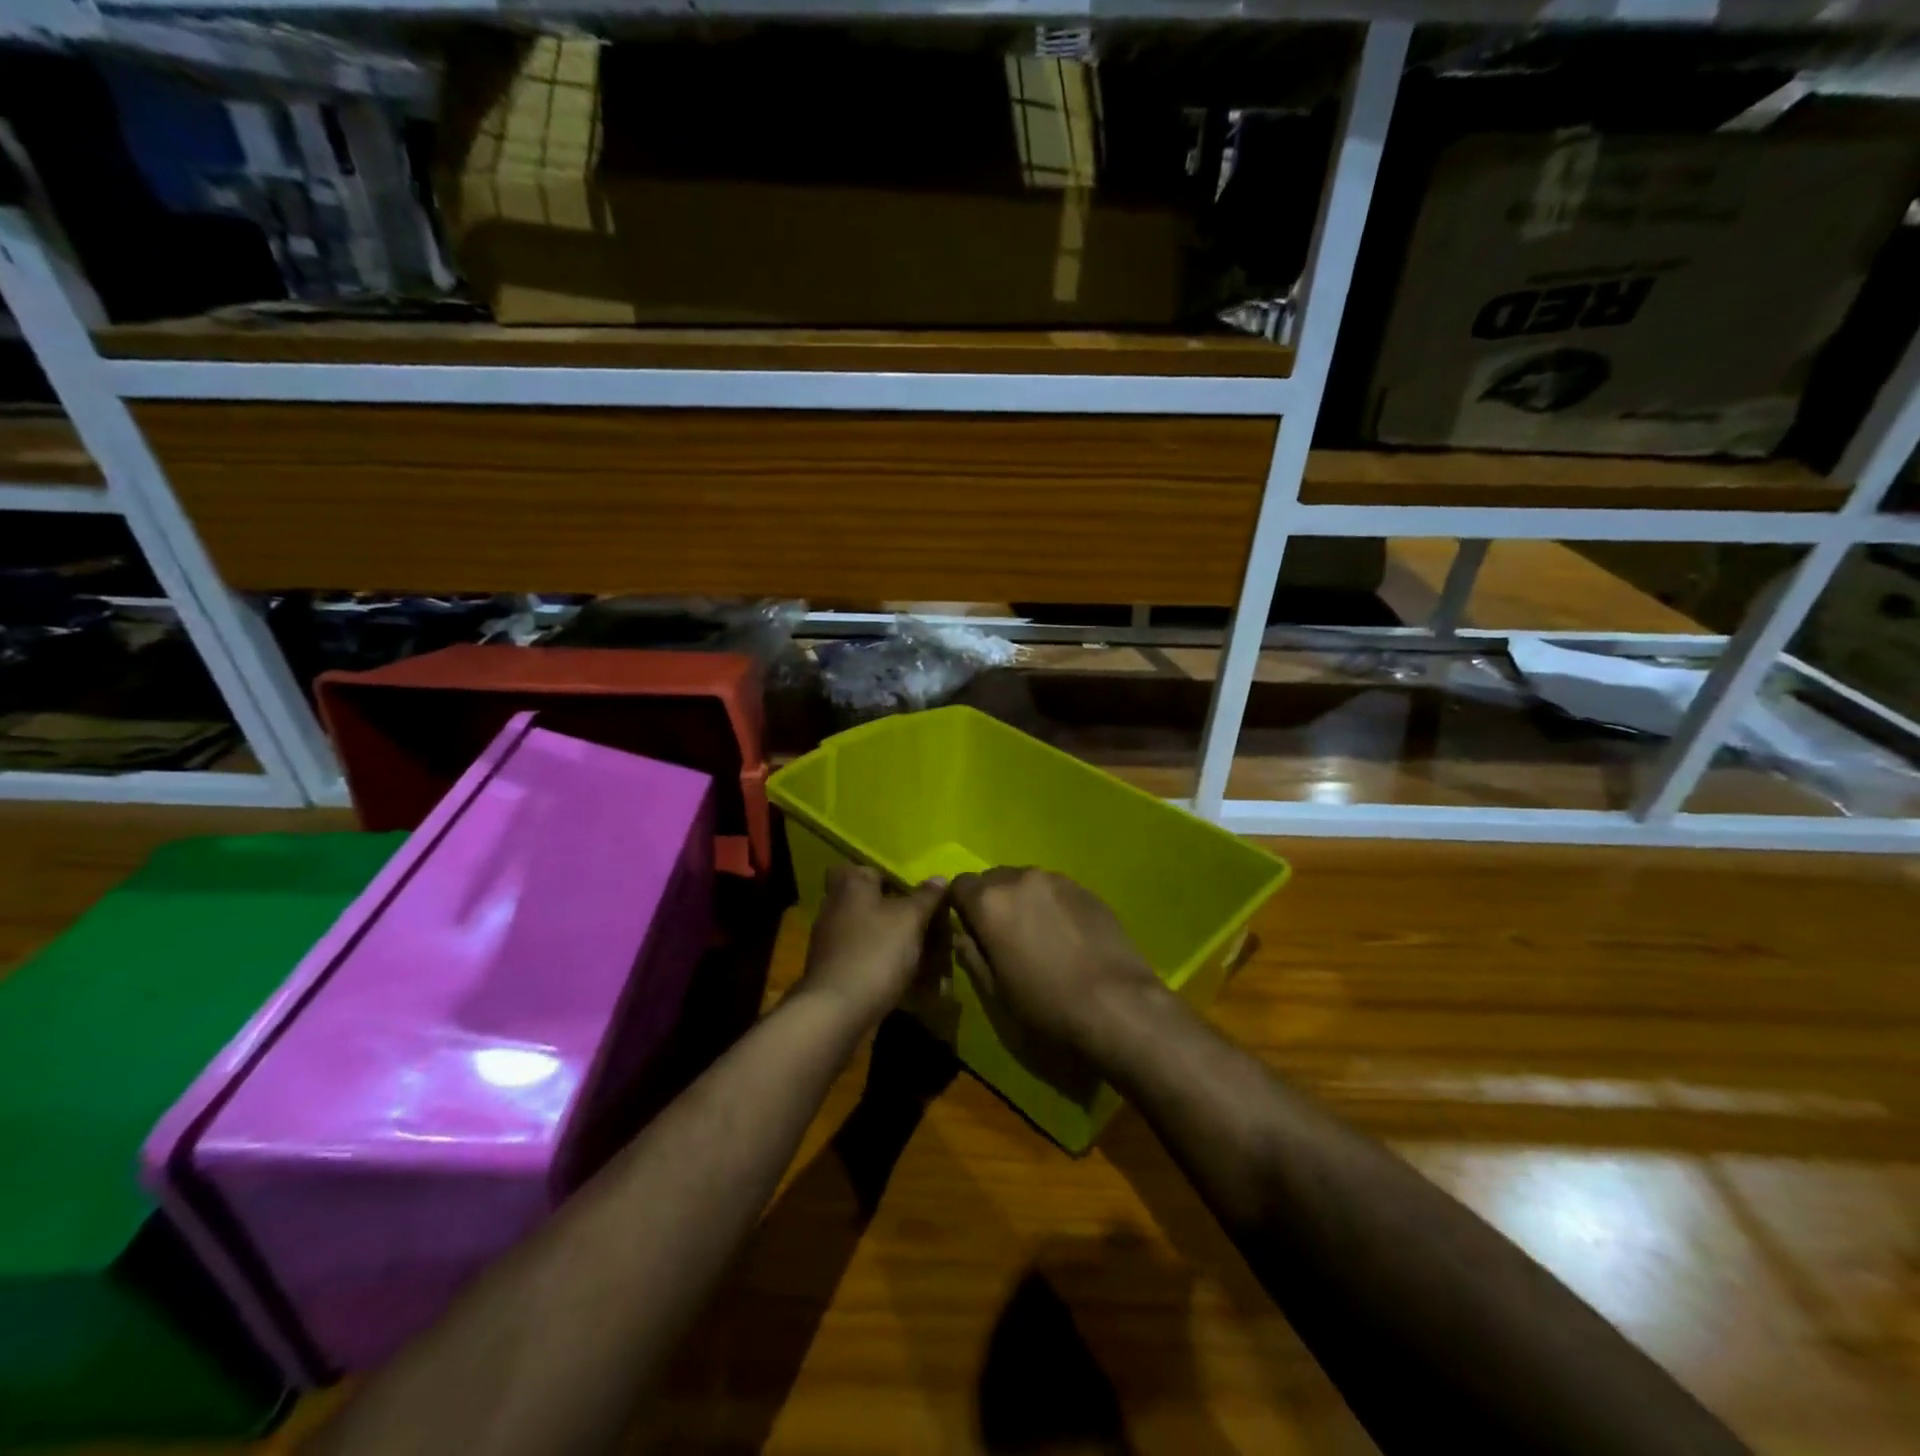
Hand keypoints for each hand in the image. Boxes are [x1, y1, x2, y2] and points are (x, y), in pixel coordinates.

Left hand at [798, 864, 948, 1026]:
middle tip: (925, 923)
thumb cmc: (875, 952)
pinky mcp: (833, 969)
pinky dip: (883, 963)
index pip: (871, 868)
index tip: (918, 893)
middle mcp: (835, 907)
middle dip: (897, 912)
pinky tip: (906, 977)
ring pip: (868, 931)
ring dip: (892, 940)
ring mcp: (830, 940)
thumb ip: (926, 896)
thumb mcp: (910, 919)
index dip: (895, 878)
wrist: (836, 1011)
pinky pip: (864, 957)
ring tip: (924, 953)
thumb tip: (939, 877)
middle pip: (870, 901)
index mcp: (851, 886)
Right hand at [949, 868, 1164, 1054]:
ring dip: (1022, 901)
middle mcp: (1021, 878)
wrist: (1119, 1006)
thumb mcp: (996, 992)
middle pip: (993, 879)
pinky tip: (1065, 936)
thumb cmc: (1047, 1006)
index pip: (959, 885)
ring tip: (1036, 936)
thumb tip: (962, 936)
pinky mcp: (1087, 890)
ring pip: (1026, 882)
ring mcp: (1058, 880)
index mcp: (990, 902)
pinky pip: (1055, 890)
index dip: (959, 907)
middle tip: (1001, 937)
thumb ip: (972, 956)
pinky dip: (1050, 905)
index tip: (968, 931)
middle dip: (991, 902)